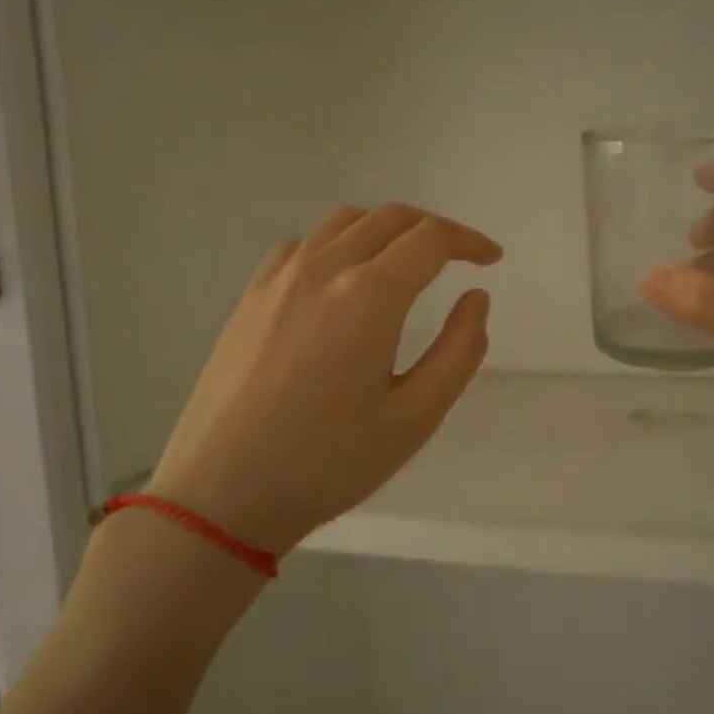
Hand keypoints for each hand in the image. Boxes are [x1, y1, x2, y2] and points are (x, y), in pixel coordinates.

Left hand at [144, 204, 501, 554]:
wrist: (222, 494)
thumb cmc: (329, 463)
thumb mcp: (415, 417)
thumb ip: (459, 351)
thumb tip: (476, 297)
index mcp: (368, 296)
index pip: (430, 239)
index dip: (469, 241)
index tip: (491, 259)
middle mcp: (323, 269)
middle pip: (389, 218)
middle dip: (433, 229)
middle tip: (458, 257)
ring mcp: (279, 279)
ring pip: (344, 222)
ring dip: (386, 229)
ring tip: (405, 262)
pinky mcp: (250, 296)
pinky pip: (303, 244)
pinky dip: (338, 243)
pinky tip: (341, 279)